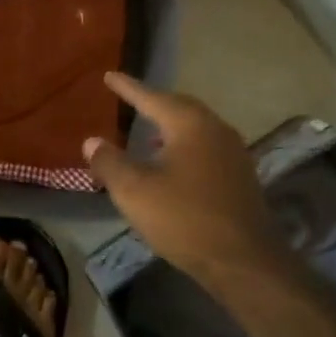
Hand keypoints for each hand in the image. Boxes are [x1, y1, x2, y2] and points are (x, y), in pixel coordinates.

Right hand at [83, 73, 283, 284]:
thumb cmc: (184, 218)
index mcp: (190, 124)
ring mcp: (233, 153)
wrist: (244, 261)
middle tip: (131, 99)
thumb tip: (92, 141)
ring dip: (170, 126)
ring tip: (148, 133)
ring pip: (196, 128)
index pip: (152, 97)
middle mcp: (216, 129)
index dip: (128, 88)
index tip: (109, 75)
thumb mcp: (134, 191)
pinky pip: (206, 147)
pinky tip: (172, 164)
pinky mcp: (240, 177)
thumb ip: (109, 162)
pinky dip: (184, 146)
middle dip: (154, 103)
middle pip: (180, 107)